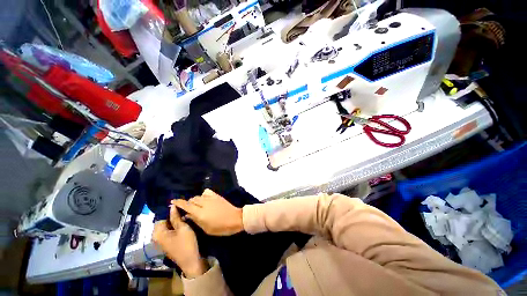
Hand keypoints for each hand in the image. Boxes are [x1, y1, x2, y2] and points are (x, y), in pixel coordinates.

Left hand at [152, 203, 206, 277]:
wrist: (191, 261)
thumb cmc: (186, 243)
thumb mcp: (182, 228)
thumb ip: (176, 216)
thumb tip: (172, 205)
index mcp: (158, 233)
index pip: (161, 216)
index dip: (170, 211)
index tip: (180, 206)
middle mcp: (157, 237)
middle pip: (164, 221)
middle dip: (173, 216)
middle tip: (184, 211)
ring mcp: (162, 241)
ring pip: (168, 226)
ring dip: (176, 221)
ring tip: (185, 216)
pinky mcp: (168, 243)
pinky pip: (170, 231)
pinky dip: (176, 226)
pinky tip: (184, 224)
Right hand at [172, 189, 243, 235]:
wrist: (235, 219)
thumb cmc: (221, 228)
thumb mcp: (206, 228)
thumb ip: (195, 220)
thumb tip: (186, 215)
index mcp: (200, 213)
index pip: (186, 205)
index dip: (178, 203)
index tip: (172, 201)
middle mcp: (204, 203)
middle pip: (192, 200)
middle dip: (188, 203)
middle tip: (188, 210)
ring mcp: (211, 198)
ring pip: (199, 196)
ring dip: (195, 200)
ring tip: (197, 206)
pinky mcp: (217, 196)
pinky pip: (207, 193)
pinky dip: (203, 195)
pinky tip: (205, 200)